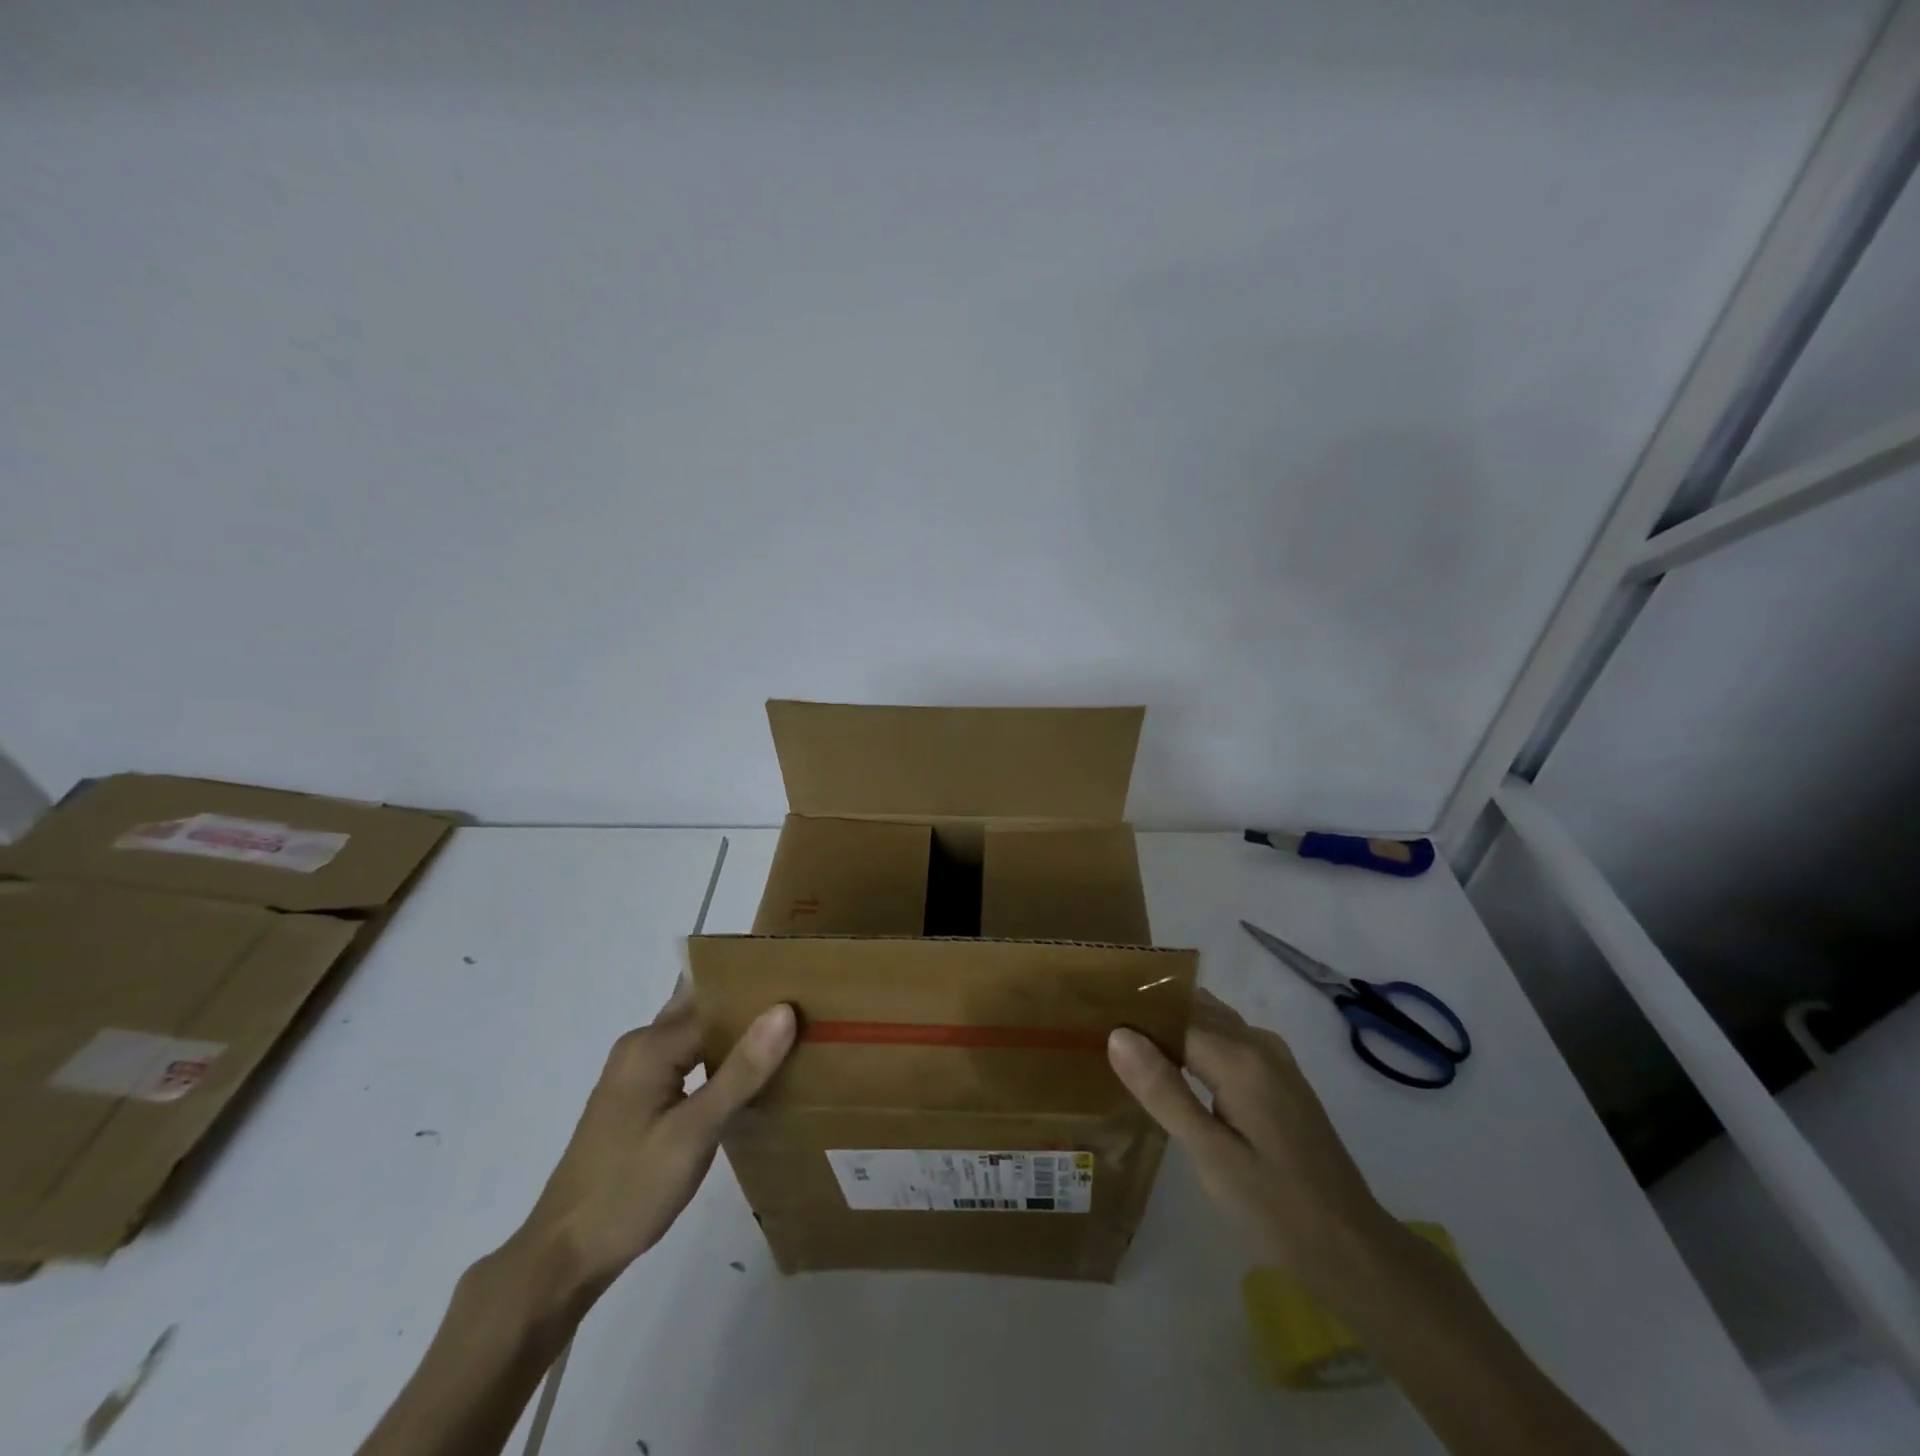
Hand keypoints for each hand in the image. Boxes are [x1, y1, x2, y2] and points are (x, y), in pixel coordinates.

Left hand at [510, 988, 796, 1300]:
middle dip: (748, 1004)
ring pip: (696, 1034)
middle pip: (703, 1009)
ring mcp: (637, 1073)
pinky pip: (687, 1059)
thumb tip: (784, 1010)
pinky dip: (719, 1057)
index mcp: (651, 1045)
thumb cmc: (629, 1191)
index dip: (761, 996)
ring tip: (790, 1032)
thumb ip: (741, 1071)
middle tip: (805, 1004)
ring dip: (735, 1032)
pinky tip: (751, 1074)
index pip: (718, 1002)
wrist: (563, 1258)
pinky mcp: (639, 1097)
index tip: (808, 991)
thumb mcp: (693, 1133)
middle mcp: (641, 1047)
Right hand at [1108, 988, 1386, 1274]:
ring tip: (1126, 1043)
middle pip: (1193, 1009)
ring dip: (1172, 1026)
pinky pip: (1228, 1040)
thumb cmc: (1277, 1209)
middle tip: (1099, 1028)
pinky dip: (1196, 1041)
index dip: (1133, 1016)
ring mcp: (1274, 1058)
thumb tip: (1118, 1034)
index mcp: (1241, 1058)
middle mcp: (1259, 1043)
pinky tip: (1172, 1067)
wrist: (1353, 1249)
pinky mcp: (1279, 1077)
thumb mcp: (1212, 1157)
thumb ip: (1164, 1092)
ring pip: (1211, 1021)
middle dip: (1150, 1014)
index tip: (1090, 1018)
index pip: (1173, 1016)